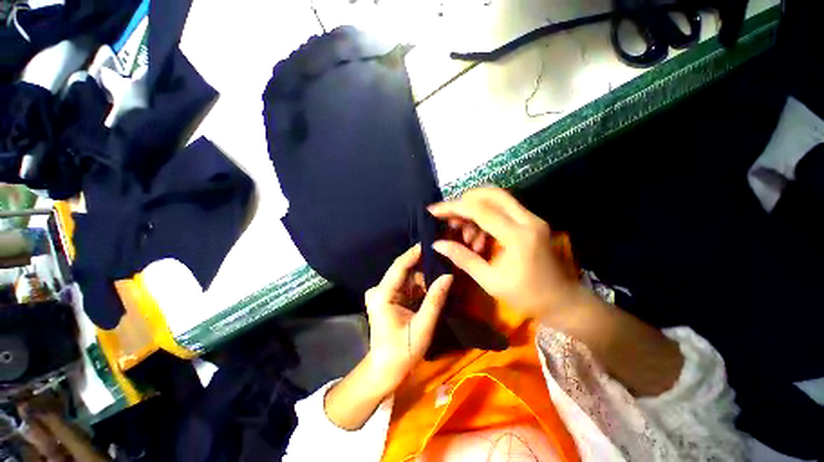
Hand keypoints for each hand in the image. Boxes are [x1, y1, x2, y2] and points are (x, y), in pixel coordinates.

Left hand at [364, 244, 452, 394]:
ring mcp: (384, 294)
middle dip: (424, 266)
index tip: (432, 242)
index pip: (400, 266)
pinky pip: (408, 286)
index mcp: (383, 294)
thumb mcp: (422, 327)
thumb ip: (435, 299)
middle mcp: (380, 289)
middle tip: (444, 259)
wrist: (385, 370)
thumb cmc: (401, 352)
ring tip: (443, 272)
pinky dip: (420, 287)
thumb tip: (448, 275)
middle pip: (404, 270)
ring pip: (408, 278)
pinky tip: (434, 286)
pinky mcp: (390, 298)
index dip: (415, 253)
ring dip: (424, 278)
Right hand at [429, 187, 580, 318]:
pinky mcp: (531, 222)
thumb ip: (462, 258)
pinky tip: (479, 238)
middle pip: (491, 193)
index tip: (433, 210)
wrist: (563, 301)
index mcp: (517, 236)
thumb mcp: (489, 280)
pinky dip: (486, 217)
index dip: (453, 208)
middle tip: (450, 218)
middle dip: (465, 201)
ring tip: (466, 237)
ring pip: (497, 199)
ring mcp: (532, 218)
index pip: (480, 210)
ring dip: (475, 211)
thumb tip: (437, 244)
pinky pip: (503, 210)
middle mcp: (527, 219)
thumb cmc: (526, 296)